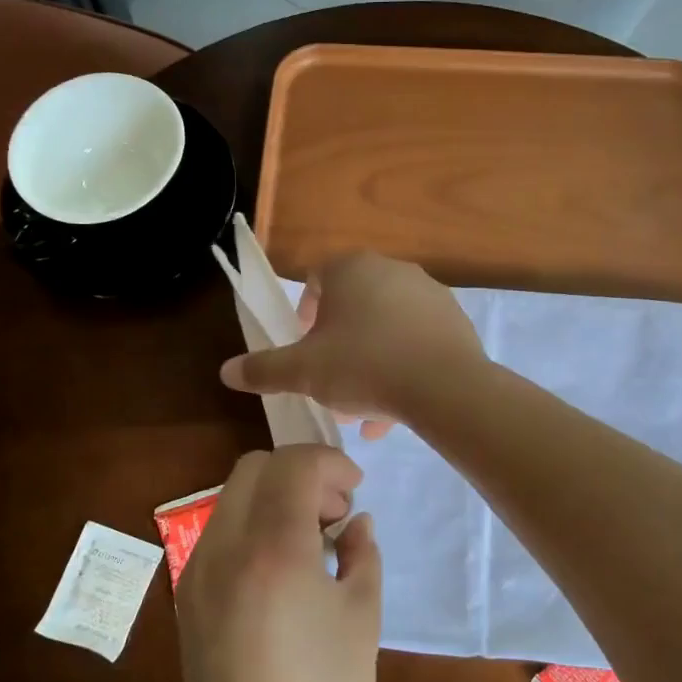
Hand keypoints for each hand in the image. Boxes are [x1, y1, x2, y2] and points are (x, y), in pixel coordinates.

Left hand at [175, 446, 382, 681]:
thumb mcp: (362, 617)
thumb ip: (362, 554)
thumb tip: (356, 522)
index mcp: (274, 549)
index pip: (294, 465)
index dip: (330, 462)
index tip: (354, 487)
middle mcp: (225, 546)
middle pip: (255, 467)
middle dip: (299, 473)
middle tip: (331, 512)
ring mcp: (198, 568)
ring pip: (233, 495)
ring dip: (274, 497)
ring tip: (307, 541)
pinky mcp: (187, 592)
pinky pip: (220, 530)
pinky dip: (252, 523)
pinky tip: (278, 568)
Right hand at [219, 252, 484, 434]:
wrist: (445, 387)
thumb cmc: (364, 366)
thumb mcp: (304, 372)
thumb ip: (264, 369)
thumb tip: (226, 371)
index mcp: (351, 270)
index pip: (316, 278)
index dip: (304, 313)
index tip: (303, 346)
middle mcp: (392, 271)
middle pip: (354, 306)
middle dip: (338, 344)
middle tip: (330, 380)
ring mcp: (428, 294)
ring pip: (386, 329)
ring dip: (369, 363)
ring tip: (362, 408)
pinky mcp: (454, 322)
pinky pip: (417, 343)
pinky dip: (402, 369)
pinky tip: (395, 411)